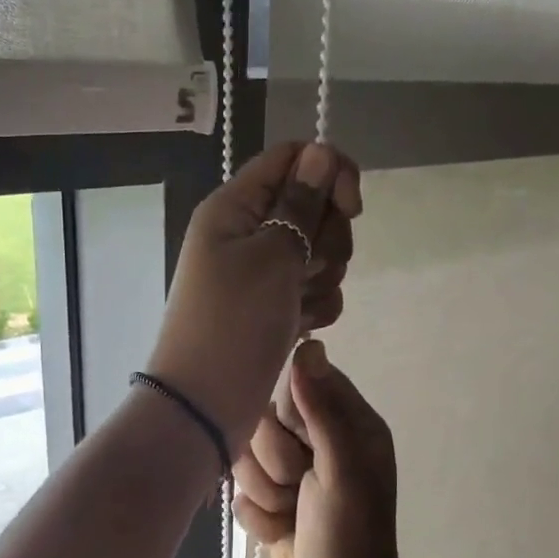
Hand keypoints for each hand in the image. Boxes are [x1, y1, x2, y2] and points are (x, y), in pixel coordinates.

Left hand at [145, 140, 360, 450]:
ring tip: (299, 305)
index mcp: (234, 206)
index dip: (329, 173)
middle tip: (306, 269)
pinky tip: (301, 327)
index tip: (351, 207)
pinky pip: (314, 290)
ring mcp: (262, 273)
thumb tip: (320, 153)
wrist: (207, 404)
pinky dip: (316, 306)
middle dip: (327, 237)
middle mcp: (248, 233)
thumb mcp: (270, 256)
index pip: (292, 158)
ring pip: (320, 251)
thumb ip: (300, 203)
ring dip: (323, 276)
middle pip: (314, 206)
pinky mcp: (275, 307)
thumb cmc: (234, 323)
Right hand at [233, 340, 402, 557]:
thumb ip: (322, 409)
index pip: (297, 384)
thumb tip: (309, 344)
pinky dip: (258, 517)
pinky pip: (240, 491)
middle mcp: (318, 443)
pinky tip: (281, 533)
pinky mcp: (269, 503)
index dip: (287, 413)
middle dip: (273, 461)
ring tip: (291, 515)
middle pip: (263, 419)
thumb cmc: (349, 538)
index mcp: (348, 425)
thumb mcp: (342, 472)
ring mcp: (292, 475)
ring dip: (264, 493)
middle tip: (299, 487)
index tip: (299, 443)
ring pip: (245, 456)